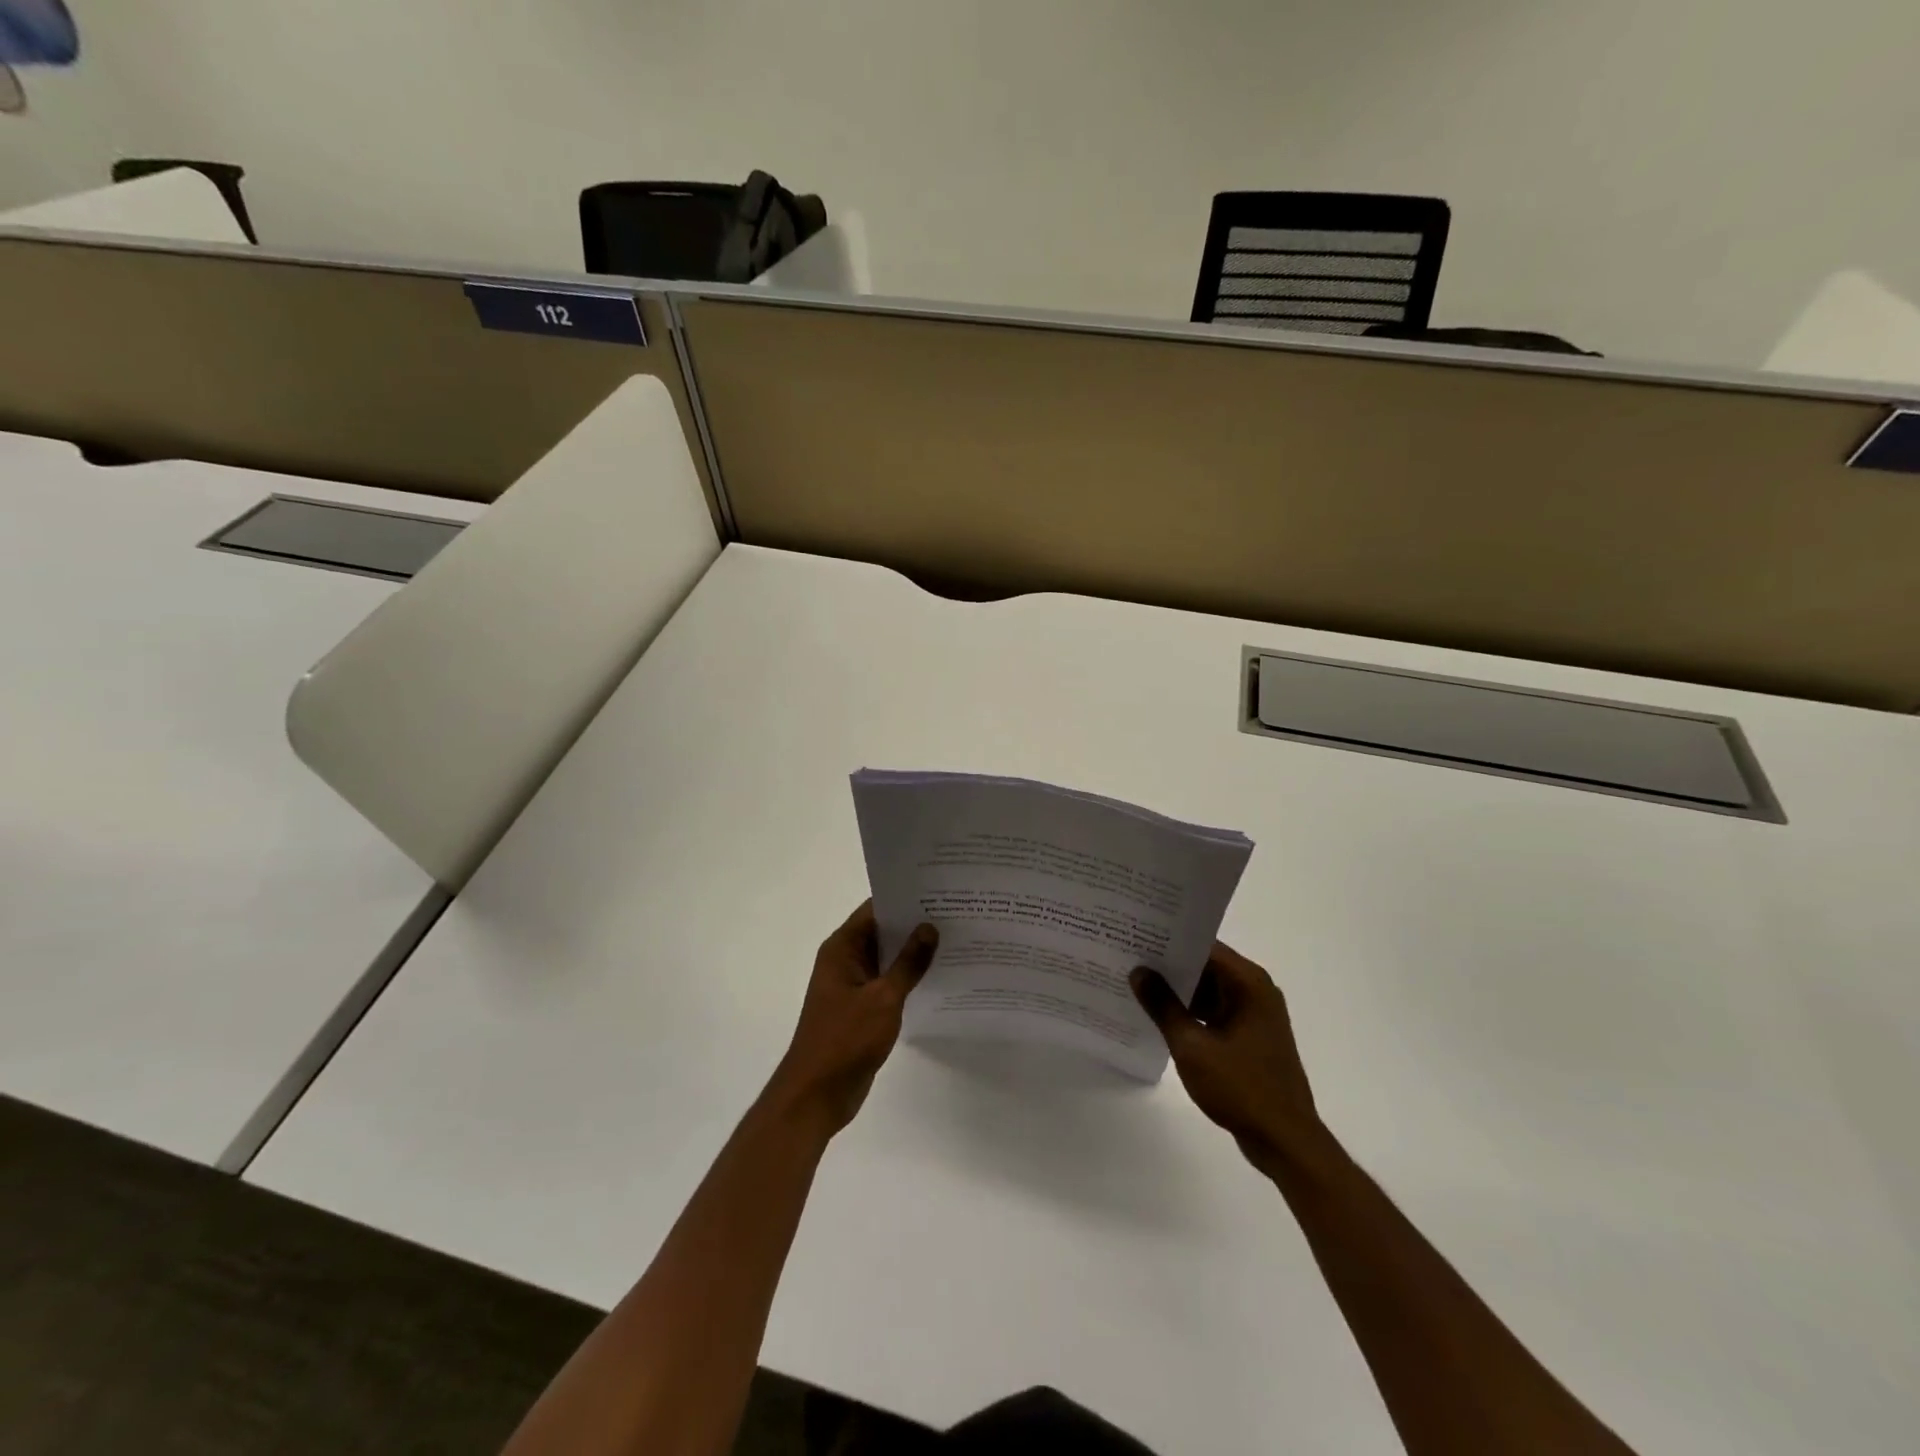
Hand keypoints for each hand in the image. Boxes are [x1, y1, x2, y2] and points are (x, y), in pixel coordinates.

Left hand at [764, 901, 937, 1139]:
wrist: (816, 1095)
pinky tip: (940, 977)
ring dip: (914, 953)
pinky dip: (909, 978)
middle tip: (957, 914)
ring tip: (956, 940)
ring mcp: (853, 985)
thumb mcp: (883, 998)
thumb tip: (930, 927)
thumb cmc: (845, 1039)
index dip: (905, 899)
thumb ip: (909, 963)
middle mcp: (845, 960)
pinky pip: (888, 983)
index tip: (939, 891)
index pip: (875, 909)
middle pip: (883, 932)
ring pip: (888, 959)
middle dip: (915, 924)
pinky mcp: (861, 1008)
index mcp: (842, 948)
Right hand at [1131, 943, 1322, 1177]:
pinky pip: (1214, 1012)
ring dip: (1178, 990)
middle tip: (1128, 956)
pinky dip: (1191, 1012)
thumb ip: (1163, 1006)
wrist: (1284, 1141)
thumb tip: (1139, 972)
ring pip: (1209, 990)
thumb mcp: (1192, 1046)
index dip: (1169, 940)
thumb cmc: (1240, 1087)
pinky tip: (1159, 1016)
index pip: (1204, 946)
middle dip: (1169, 964)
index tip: (1136, 934)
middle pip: (1206, 966)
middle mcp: (1255, 991)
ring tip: (1136, 983)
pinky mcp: (1250, 1037)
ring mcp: (1254, 1015)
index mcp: (1248, 983)